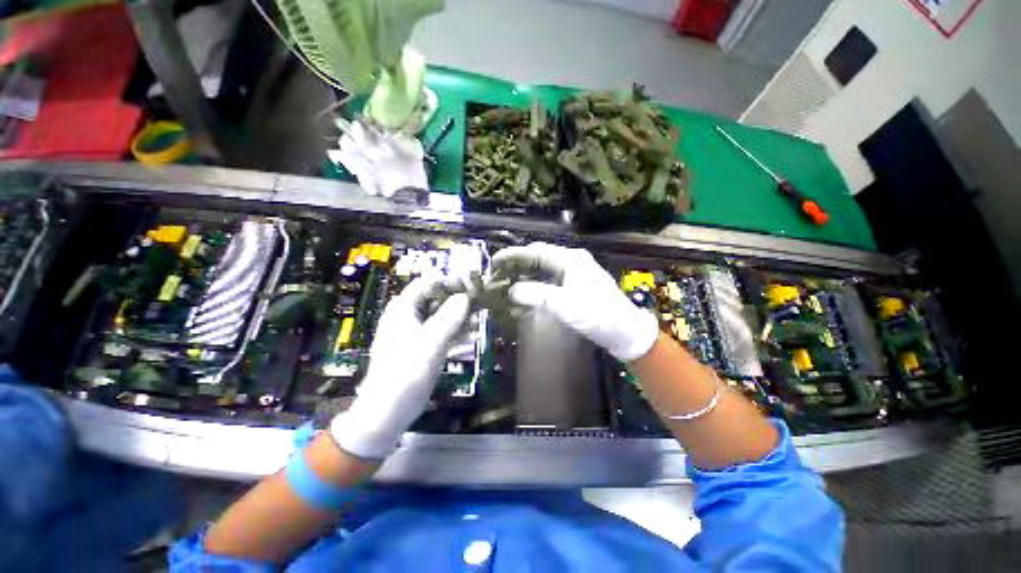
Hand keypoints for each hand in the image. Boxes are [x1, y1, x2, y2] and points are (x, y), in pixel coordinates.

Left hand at [330, 276, 470, 458]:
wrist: (388, 410)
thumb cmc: (406, 371)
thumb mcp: (431, 341)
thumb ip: (449, 317)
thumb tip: (465, 297)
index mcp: (403, 309)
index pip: (427, 284)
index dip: (448, 281)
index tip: (471, 284)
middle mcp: (408, 317)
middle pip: (435, 299)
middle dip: (457, 300)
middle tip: (480, 302)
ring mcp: (416, 334)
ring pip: (441, 317)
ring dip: (459, 316)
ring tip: (480, 318)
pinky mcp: (423, 349)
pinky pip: (442, 333)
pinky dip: (456, 332)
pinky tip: (472, 335)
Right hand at [492, 242, 657, 361]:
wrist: (625, 332)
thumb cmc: (598, 315)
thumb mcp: (565, 305)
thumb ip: (536, 295)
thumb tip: (512, 290)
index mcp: (571, 259)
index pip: (536, 251)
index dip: (514, 255)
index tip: (495, 261)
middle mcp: (572, 262)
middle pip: (539, 259)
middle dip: (518, 266)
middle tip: (499, 276)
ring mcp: (575, 275)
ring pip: (544, 272)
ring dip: (526, 279)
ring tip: (508, 288)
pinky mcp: (576, 289)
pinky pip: (550, 284)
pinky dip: (537, 289)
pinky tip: (526, 300)